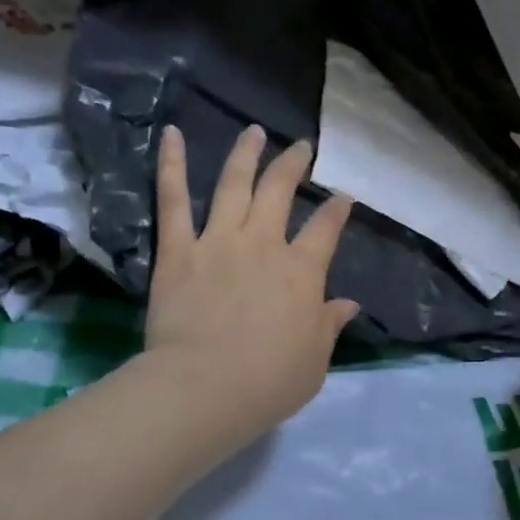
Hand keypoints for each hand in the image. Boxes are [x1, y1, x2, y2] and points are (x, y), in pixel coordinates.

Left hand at [143, 124, 358, 432]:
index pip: (326, 229)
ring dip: (246, 154)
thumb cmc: (269, 381)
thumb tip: (348, 304)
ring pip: (234, 184)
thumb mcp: (315, 359)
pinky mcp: (178, 251)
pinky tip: (171, 134)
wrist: (206, 387)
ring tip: (254, 132)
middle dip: (293, 165)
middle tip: (300, 148)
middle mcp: (263, 244)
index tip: (343, 198)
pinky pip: (173, 200)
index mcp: (302, 272)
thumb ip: (329, 325)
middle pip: (280, 192)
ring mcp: (218, 242)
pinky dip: (171, 164)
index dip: (337, 211)